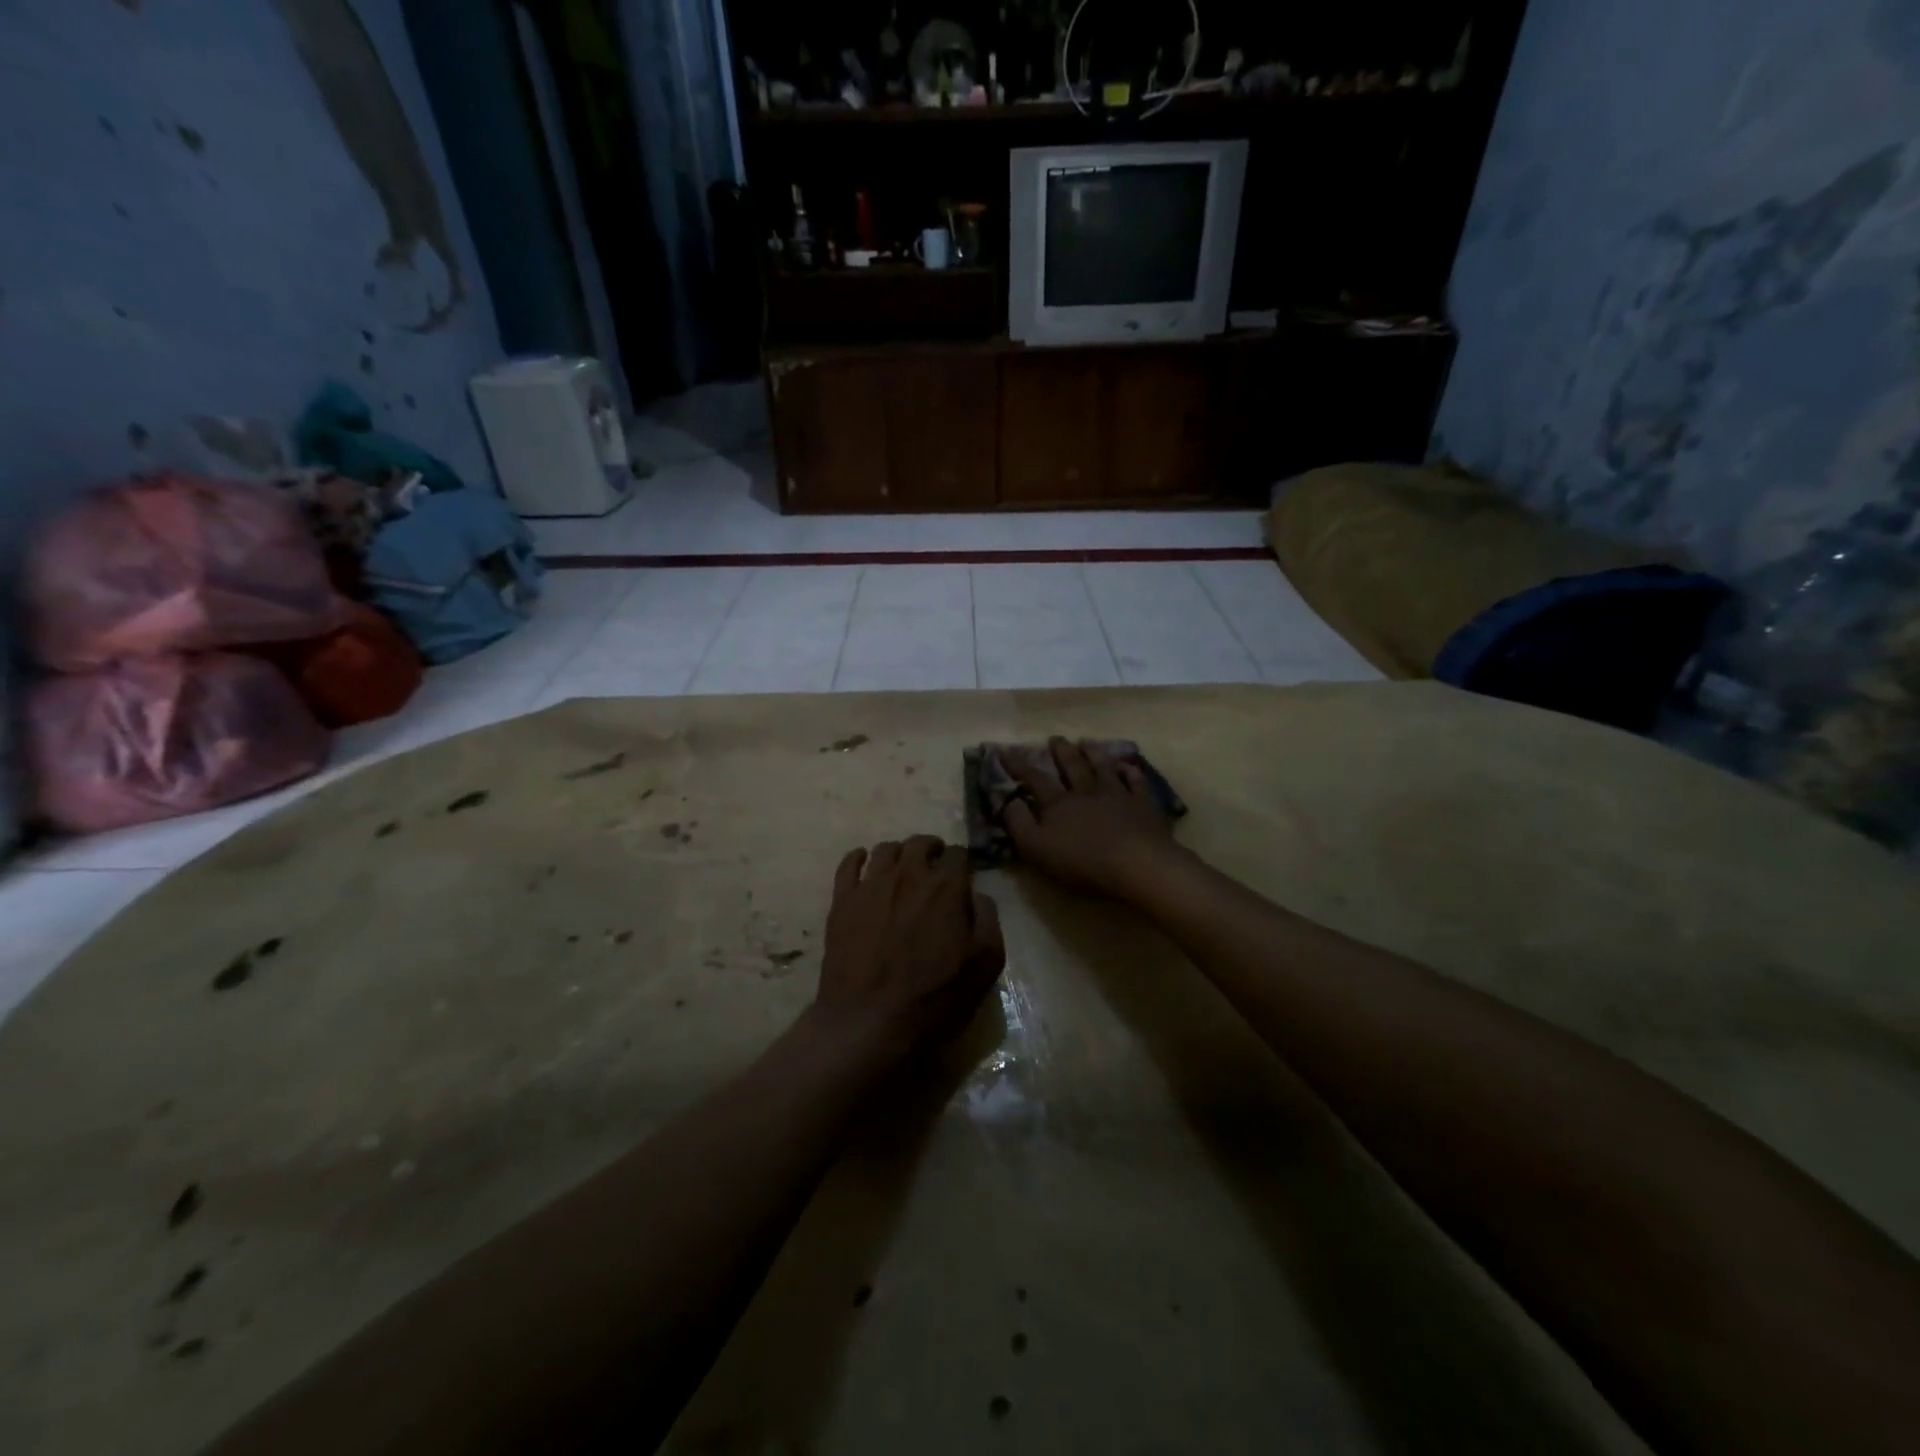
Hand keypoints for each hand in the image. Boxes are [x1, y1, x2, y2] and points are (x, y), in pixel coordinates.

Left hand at [813, 835, 1004, 1068]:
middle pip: (920, 843)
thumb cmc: (935, 998)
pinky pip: (848, 863)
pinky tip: (864, 867)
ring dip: (899, 854)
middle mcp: (908, 874)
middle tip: (934, 869)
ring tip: (901, 871)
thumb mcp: (986, 963)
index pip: (957, 853)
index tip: (961, 878)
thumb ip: (987, 918)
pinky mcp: (842, 900)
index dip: (961, 863)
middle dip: (931, 850)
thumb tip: (975, 894)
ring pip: (885, 849)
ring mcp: (871, 885)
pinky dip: (858, 858)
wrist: (869, 1023)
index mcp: (946, 887)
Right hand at [1002, 738, 1179, 900]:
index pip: (1034, 779)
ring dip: (1093, 753)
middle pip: (1072, 766)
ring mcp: (1117, 795)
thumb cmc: (1082, 861)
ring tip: (1086, 741)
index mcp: (1058, 804)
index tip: (1005, 750)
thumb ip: (1019, 823)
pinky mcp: (1142, 804)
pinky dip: (1129, 771)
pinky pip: (1135, 781)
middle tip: (1055, 738)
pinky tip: (1126, 766)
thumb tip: (1010, 800)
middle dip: (1061, 752)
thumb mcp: (1036, 848)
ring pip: (1102, 767)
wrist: (1137, 864)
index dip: (1018, 765)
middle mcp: (1086, 792)